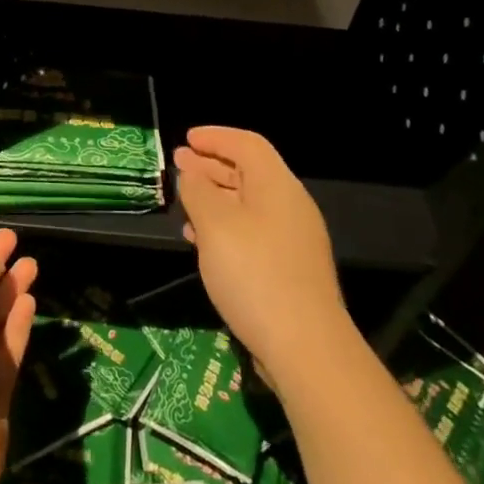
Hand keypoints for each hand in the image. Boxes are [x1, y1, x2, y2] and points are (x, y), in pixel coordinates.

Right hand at [174, 126, 350, 386]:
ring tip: (184, 200)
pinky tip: (200, 240)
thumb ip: (198, 192)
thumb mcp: (215, 225)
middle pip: (248, 172)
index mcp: (277, 186)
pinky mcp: (288, 269)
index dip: (215, 137)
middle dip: (211, 165)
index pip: (247, 144)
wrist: (304, 346)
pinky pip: (252, 232)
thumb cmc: (254, 273)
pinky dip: (224, 226)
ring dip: (214, 197)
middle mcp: (289, 206)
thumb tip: (192, 173)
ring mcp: (292, 239)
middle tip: (178, 163)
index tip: (186, 138)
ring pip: (248, 204)